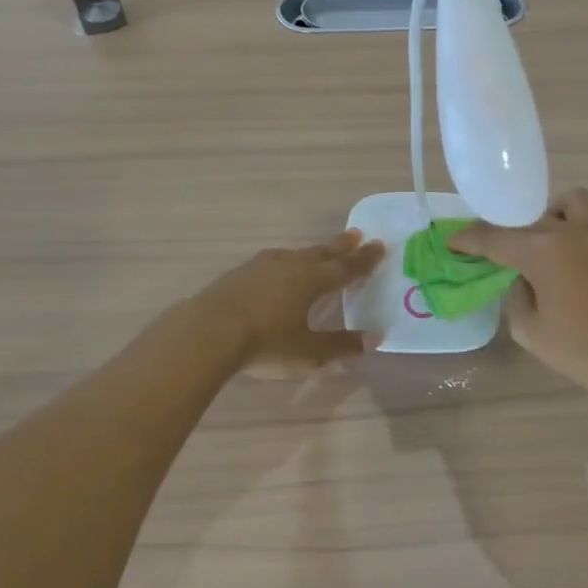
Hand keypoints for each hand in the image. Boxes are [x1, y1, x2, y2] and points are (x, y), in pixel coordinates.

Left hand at [198, 230, 386, 376]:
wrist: (208, 331)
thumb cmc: (266, 342)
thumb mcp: (309, 352)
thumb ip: (342, 345)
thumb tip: (375, 338)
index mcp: (313, 280)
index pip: (346, 267)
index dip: (365, 260)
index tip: (380, 246)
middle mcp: (291, 266)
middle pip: (322, 252)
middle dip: (341, 246)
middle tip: (357, 235)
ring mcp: (262, 266)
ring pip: (296, 253)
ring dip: (312, 251)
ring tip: (319, 250)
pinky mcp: (240, 273)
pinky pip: (273, 261)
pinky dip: (286, 261)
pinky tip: (279, 267)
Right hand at [452, 189, 587, 401]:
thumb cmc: (583, 350)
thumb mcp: (530, 331)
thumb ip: (516, 297)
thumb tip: (520, 279)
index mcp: (543, 252)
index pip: (494, 238)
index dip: (468, 240)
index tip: (452, 242)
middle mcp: (570, 231)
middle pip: (527, 219)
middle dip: (505, 232)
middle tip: (495, 251)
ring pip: (568, 202)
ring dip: (550, 215)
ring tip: (544, 242)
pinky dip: (578, 227)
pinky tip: (574, 254)